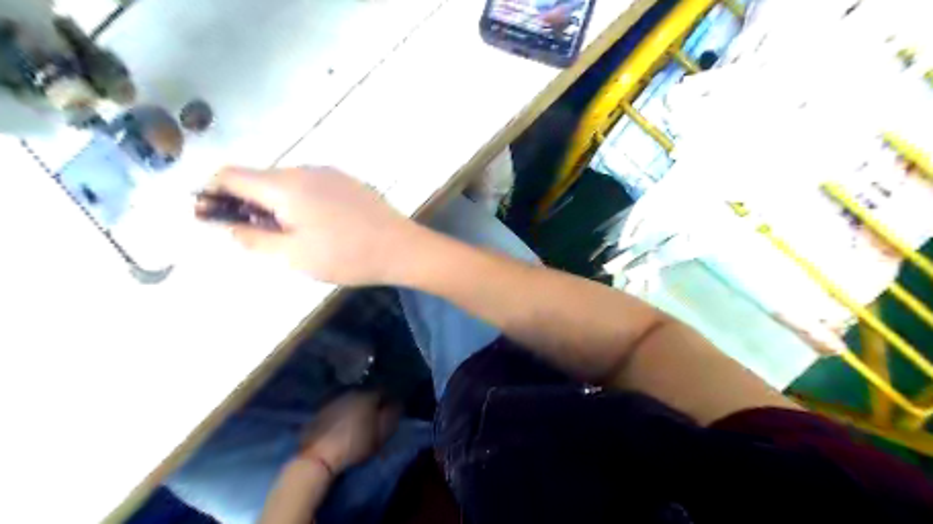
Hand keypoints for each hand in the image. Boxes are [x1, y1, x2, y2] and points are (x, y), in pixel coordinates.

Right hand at [199, 165, 419, 284]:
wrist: (400, 248)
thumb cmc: (345, 256)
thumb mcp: (292, 255)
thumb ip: (252, 239)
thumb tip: (229, 226)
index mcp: (284, 185)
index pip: (230, 174)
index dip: (213, 194)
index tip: (214, 218)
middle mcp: (304, 170)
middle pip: (258, 178)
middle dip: (246, 202)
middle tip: (255, 236)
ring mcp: (329, 173)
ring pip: (285, 182)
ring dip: (274, 203)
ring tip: (289, 235)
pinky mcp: (347, 181)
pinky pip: (309, 185)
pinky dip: (299, 201)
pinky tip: (316, 226)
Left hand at [300, 391, 398, 471]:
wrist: (318, 457)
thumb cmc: (354, 445)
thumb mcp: (381, 434)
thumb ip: (392, 415)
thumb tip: (397, 403)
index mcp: (368, 394)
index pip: (385, 390)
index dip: (389, 400)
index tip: (391, 411)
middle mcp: (351, 390)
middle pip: (367, 392)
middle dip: (372, 402)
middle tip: (375, 416)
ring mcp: (334, 398)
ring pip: (352, 397)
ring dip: (357, 405)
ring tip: (359, 420)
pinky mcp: (321, 408)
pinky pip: (339, 405)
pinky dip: (343, 411)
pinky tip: (343, 423)